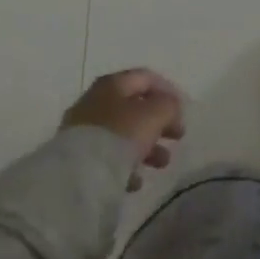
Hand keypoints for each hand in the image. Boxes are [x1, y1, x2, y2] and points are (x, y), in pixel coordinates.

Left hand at [60, 69, 186, 190]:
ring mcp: (82, 130)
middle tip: (177, 137)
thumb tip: (170, 108)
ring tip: (162, 163)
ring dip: (146, 146)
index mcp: (112, 84)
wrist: (77, 175)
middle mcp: (94, 101)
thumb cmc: (121, 135)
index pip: (146, 78)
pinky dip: (125, 165)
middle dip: (159, 123)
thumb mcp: (155, 114)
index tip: (183, 111)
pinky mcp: (76, 158)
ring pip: (123, 133)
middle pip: (134, 107)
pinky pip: (108, 156)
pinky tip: (135, 181)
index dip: (168, 90)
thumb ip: (169, 105)